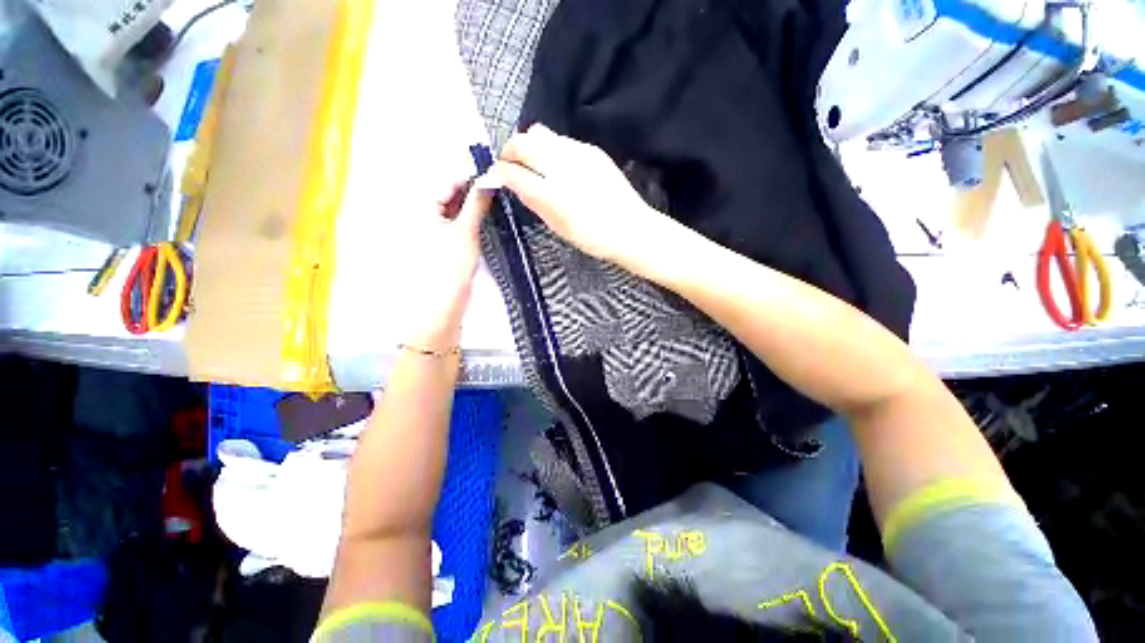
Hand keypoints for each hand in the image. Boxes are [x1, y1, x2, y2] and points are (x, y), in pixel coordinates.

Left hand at [403, 181, 491, 350]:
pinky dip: (473, 217)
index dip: (471, 177)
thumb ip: (477, 204)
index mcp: (422, 207)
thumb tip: (489, 179)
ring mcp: (436, 228)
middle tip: (499, 189)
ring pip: (457, 207)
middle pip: (452, 193)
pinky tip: (489, 216)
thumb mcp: (466, 231)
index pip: (448, 181)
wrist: (445, 302)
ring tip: (497, 202)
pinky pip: (460, 221)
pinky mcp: (447, 240)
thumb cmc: (450, 266)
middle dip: (474, 190)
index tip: (494, 176)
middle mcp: (426, 214)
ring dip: (475, 204)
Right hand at [491, 124, 663, 265]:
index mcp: (551, 193)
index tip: (499, 175)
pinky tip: (560, 168)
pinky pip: (562, 141)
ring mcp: (579, 153)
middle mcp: (562, 165)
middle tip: (513, 166)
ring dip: (532, 147)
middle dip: (512, 151)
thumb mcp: (558, 226)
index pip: (513, 170)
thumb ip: (534, 201)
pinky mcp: (592, 151)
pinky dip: (552, 149)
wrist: (631, 228)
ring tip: (537, 166)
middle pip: (523, 141)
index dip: (501, 171)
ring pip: (542, 134)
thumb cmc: (593, 237)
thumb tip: (514, 183)